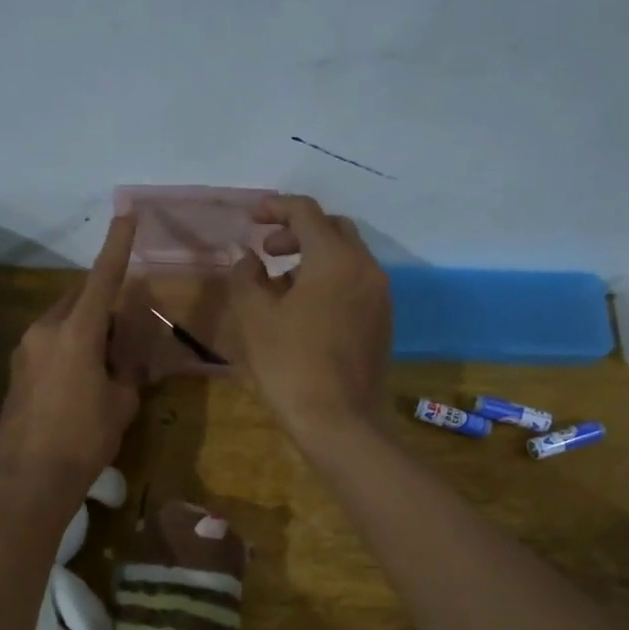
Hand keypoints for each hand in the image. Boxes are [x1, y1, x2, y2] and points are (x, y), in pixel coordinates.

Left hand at [0, 214, 141, 508]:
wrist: (30, 480)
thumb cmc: (85, 440)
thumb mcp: (121, 403)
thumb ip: (127, 368)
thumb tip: (126, 354)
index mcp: (76, 333)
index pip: (102, 278)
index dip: (117, 244)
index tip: (127, 212)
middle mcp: (45, 330)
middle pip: (79, 299)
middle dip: (104, 304)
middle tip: (126, 332)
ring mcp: (25, 349)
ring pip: (63, 320)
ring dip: (86, 328)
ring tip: (106, 362)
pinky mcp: (16, 369)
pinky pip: (49, 342)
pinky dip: (69, 346)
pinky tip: (81, 379)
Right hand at [229, 195, 391, 444]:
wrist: (340, 422)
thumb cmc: (291, 365)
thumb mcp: (256, 319)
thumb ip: (246, 277)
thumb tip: (247, 257)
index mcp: (335, 259)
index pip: (306, 213)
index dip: (276, 208)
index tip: (252, 218)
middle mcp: (365, 268)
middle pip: (333, 229)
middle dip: (298, 232)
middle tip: (267, 251)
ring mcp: (379, 296)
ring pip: (347, 257)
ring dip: (314, 256)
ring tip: (280, 283)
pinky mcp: (382, 321)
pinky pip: (356, 283)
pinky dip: (330, 279)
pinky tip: (305, 308)